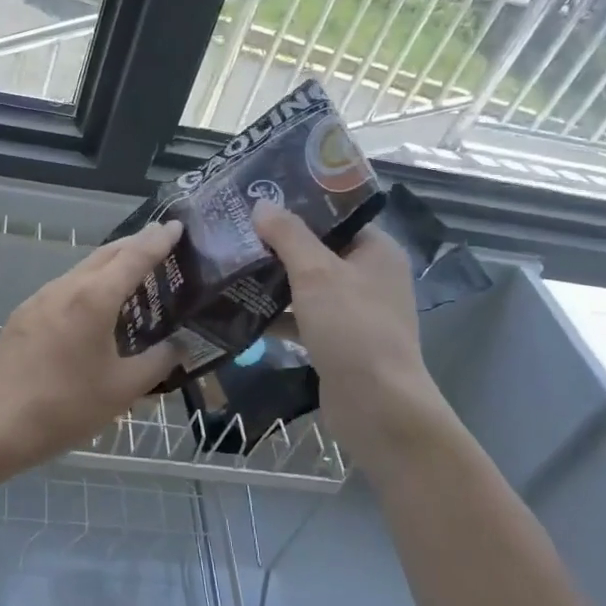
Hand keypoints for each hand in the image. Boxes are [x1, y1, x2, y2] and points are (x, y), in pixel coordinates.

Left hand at [0, 220, 184, 468]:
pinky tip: (94, 310)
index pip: (134, 256)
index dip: (158, 240)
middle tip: (161, 245)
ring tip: (133, 278)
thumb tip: (179, 346)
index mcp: (94, 298)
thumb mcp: (122, 390)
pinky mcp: (23, 316)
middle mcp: (65, 287)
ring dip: (109, 266)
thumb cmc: (64, 406)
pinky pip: (64, 290)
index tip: (177, 226)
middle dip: (135, 245)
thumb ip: (157, 363)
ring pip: (82, 271)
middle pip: (106, 254)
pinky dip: (88, 287)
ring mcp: (39, 299)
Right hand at [252, 203, 458, 465]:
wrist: (377, 407)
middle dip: (277, 243)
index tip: (258, 198)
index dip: (299, 206)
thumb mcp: (317, 274)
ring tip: (229, 263)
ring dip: (272, 278)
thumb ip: (288, 236)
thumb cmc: (352, 329)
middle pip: (317, 249)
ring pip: (306, 284)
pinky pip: (301, 316)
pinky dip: (276, 313)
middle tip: (234, 230)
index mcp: (376, 251)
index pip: (335, 216)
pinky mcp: (336, 340)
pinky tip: (238, 307)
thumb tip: (263, 204)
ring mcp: (352, 311)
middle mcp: (368, 276)